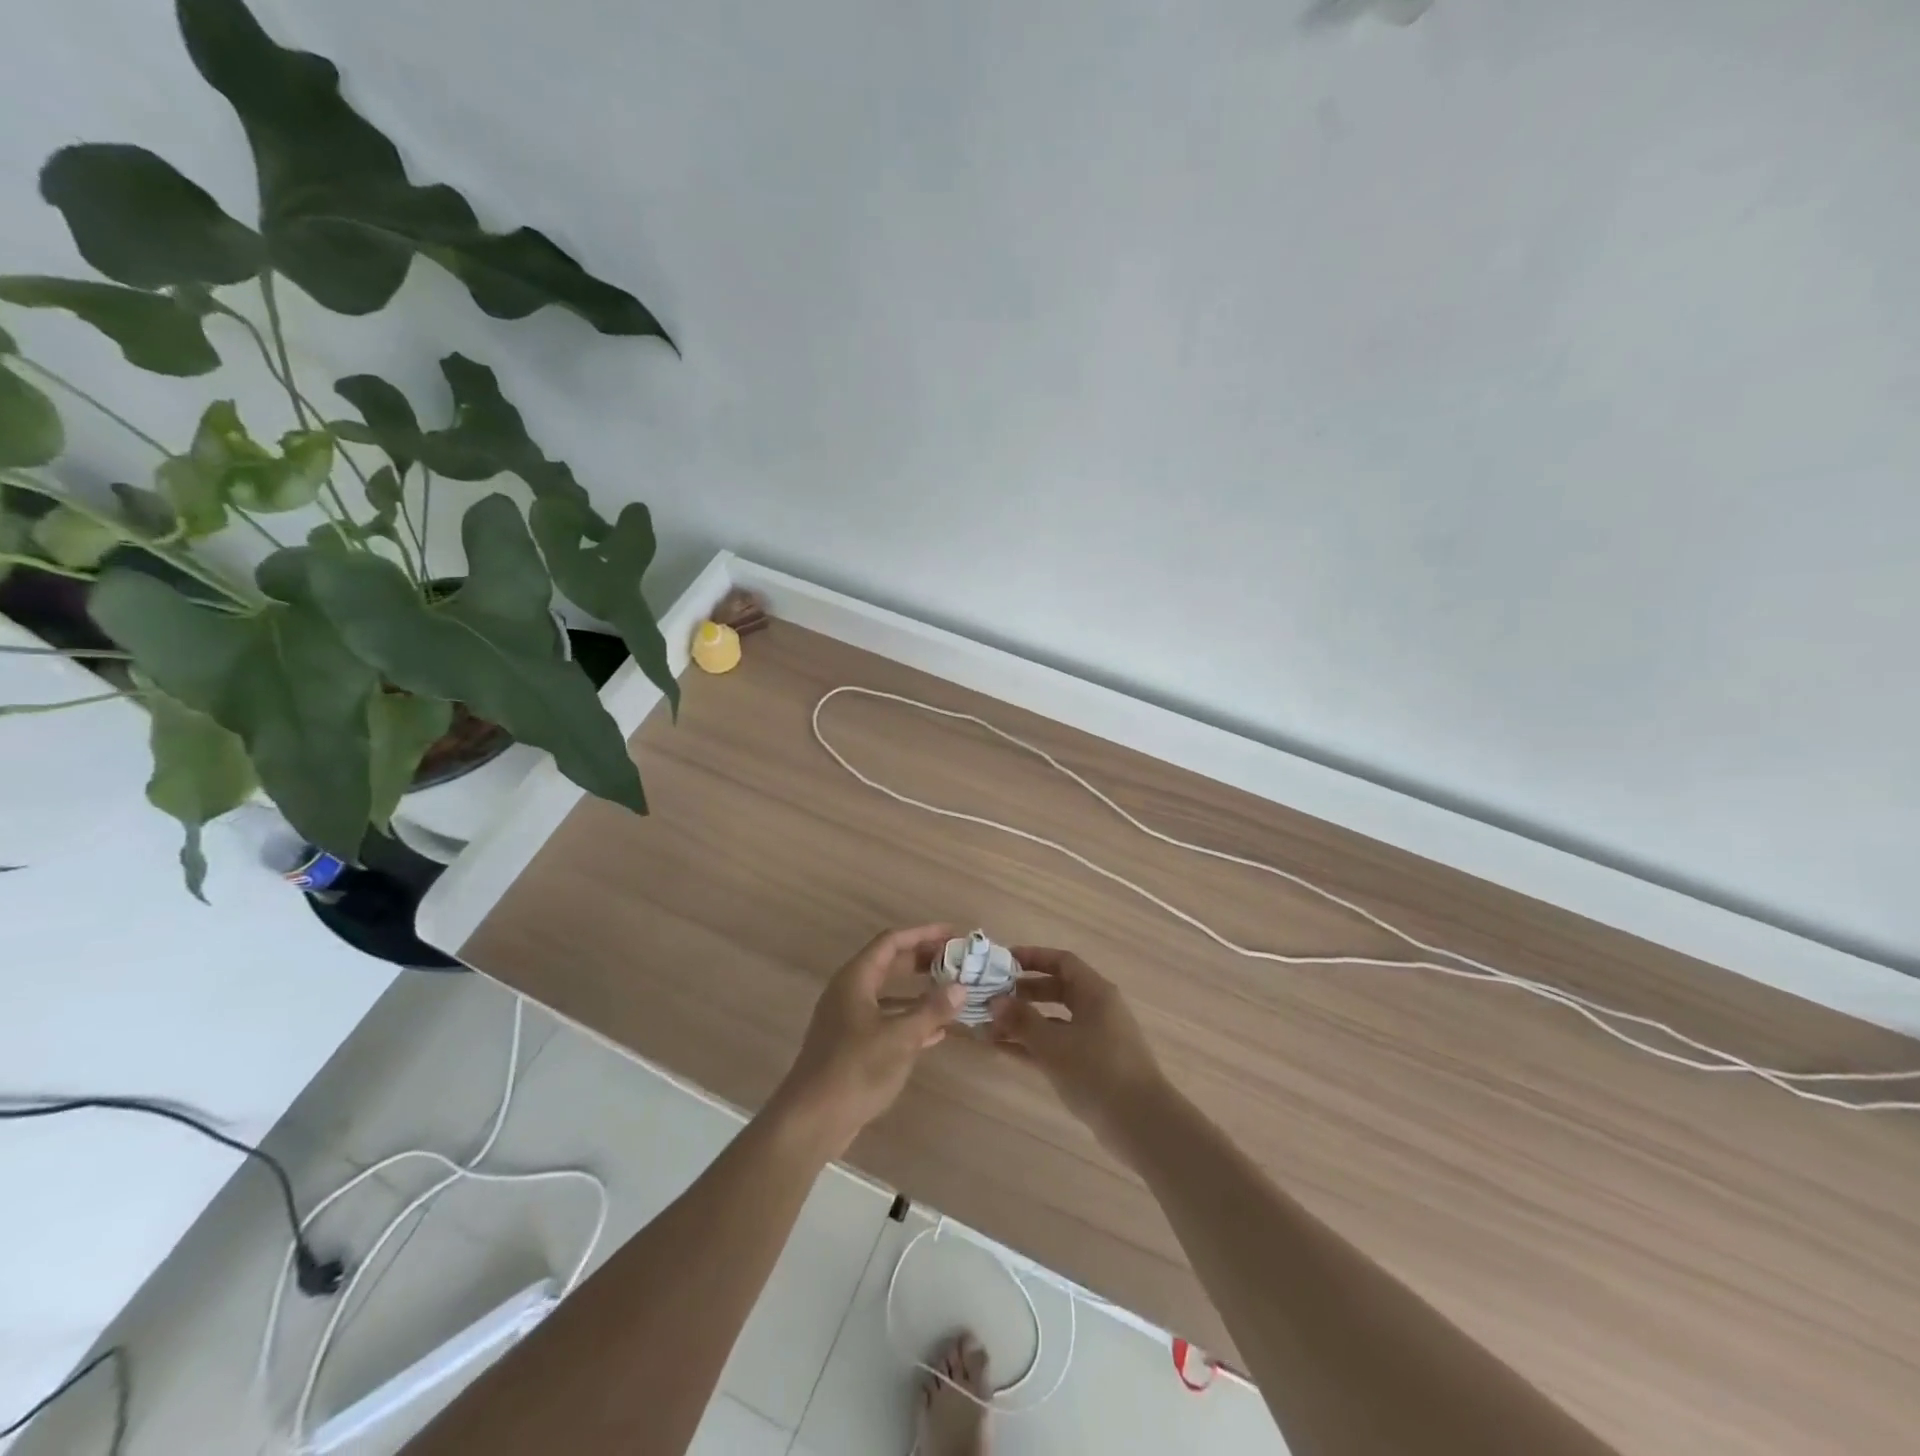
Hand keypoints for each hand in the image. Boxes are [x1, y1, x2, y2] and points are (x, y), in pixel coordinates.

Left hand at [771, 924, 965, 1158]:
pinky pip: (885, 1019)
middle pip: (888, 964)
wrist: (811, 1120)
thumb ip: (931, 1010)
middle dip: (922, 960)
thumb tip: (960, 987)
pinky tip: (935, 1031)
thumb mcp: (900, 1038)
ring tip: (950, 991)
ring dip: (918, 991)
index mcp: (855, 979)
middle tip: (955, 960)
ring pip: (888, 993)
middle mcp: (848, 992)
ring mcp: (847, 1019)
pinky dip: (909, 1018)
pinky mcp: (850, 1045)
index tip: (953, 934)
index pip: (891, 942)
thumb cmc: (855, 1069)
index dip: (923, 934)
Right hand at [991, 947, 1170, 1156]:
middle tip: (992, 997)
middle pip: (1057, 990)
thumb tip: (995, 1001)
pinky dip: (1032, 1046)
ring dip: (1023, 1023)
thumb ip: (1022, 1021)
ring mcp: (1096, 1039)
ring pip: (1054, 1021)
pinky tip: (1003, 1050)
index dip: (1033, 957)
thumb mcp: (1053, 1044)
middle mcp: (1097, 1010)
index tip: (1003, 961)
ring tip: (987, 1027)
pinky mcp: (1092, 1066)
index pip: (1062, 962)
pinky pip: (1056, 1046)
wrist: (1141, 1124)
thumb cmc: (1097, 1071)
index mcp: (1095, 993)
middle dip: (1023, 993)